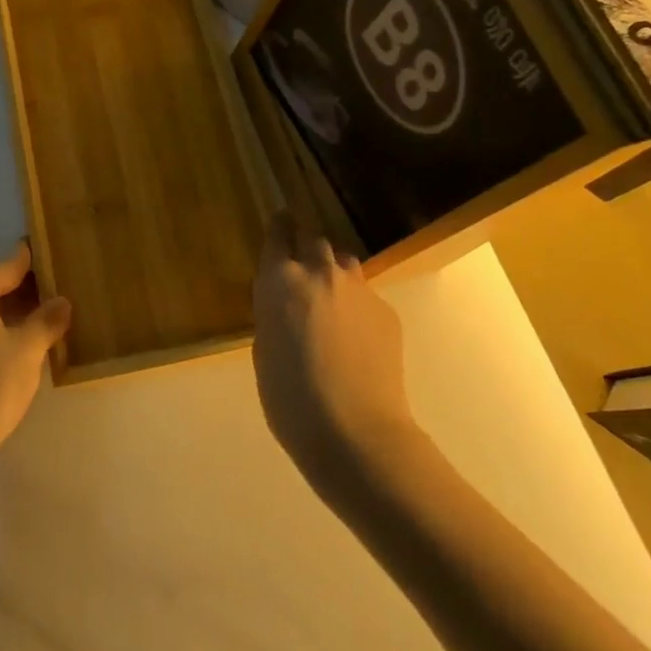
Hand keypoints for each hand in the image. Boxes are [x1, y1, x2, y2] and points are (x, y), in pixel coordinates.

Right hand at [252, 211, 418, 492]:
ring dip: (333, 272)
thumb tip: (286, 308)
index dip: (279, 225)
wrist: (355, 432)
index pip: (278, 234)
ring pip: (344, 263)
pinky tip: (356, 338)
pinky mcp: (387, 311)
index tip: (281, 218)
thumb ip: (273, 316)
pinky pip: (366, 295)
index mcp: (279, 281)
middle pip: (314, 241)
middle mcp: (319, 273)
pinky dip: (356, 305)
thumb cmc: (290, 398)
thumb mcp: (264, 351)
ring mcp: (358, 289)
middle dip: (306, 248)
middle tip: (302, 269)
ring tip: (330, 300)